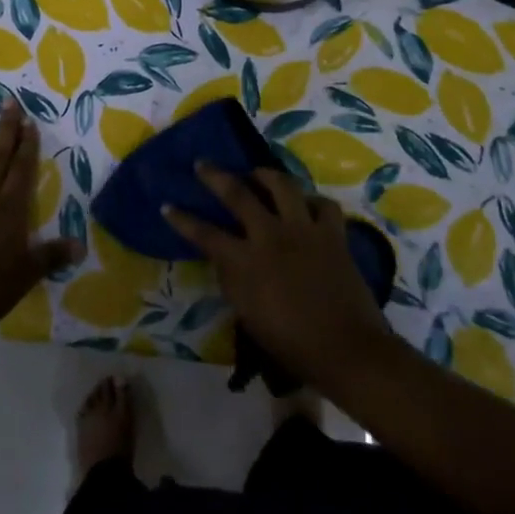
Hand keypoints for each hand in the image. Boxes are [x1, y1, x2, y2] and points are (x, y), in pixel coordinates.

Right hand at [164, 164, 391, 391]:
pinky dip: (312, 201)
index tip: (167, 205)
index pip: (204, 234)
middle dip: (215, 176)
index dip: (183, 219)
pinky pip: (323, 204)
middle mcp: (271, 235)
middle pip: (237, 193)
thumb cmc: (292, 344)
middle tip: (203, 163)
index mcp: (246, 262)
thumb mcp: (248, 315)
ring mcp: (304, 229)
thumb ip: (233, 280)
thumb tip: (225, 257)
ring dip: (265, 174)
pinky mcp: (333, 233)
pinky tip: (306, 204)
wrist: (346, 350)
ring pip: (282, 184)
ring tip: (257, 173)